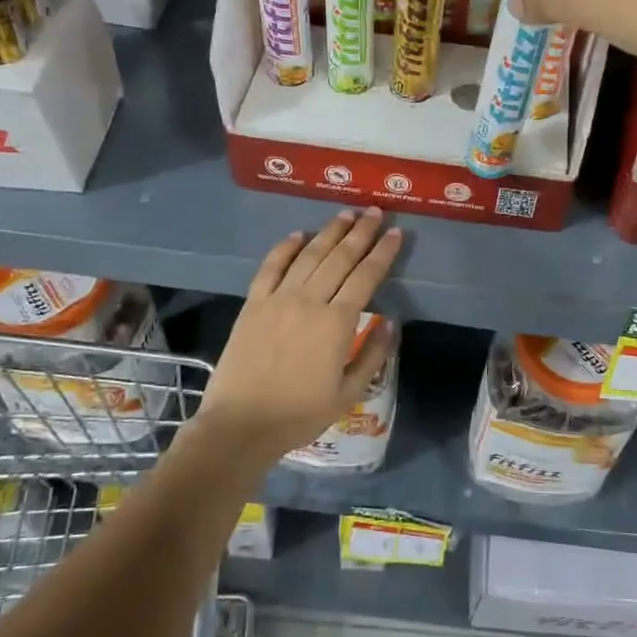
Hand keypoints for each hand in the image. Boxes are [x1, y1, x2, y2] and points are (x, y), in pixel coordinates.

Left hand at [196, 209, 401, 461]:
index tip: (396, 233)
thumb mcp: (348, 393)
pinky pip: (271, 267)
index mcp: (337, 323)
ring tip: (346, 214)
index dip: (383, 252)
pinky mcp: (253, 304)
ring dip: (329, 232)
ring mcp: (278, 299)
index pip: (366, 276)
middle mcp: (310, 301)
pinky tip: (298, 234)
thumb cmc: (300, 414)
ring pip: (309, 255)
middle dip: (361, 232)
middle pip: (340, 257)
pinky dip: (285, 248)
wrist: (241, 425)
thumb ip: (373, 355)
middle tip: (374, 211)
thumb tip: (390, 323)